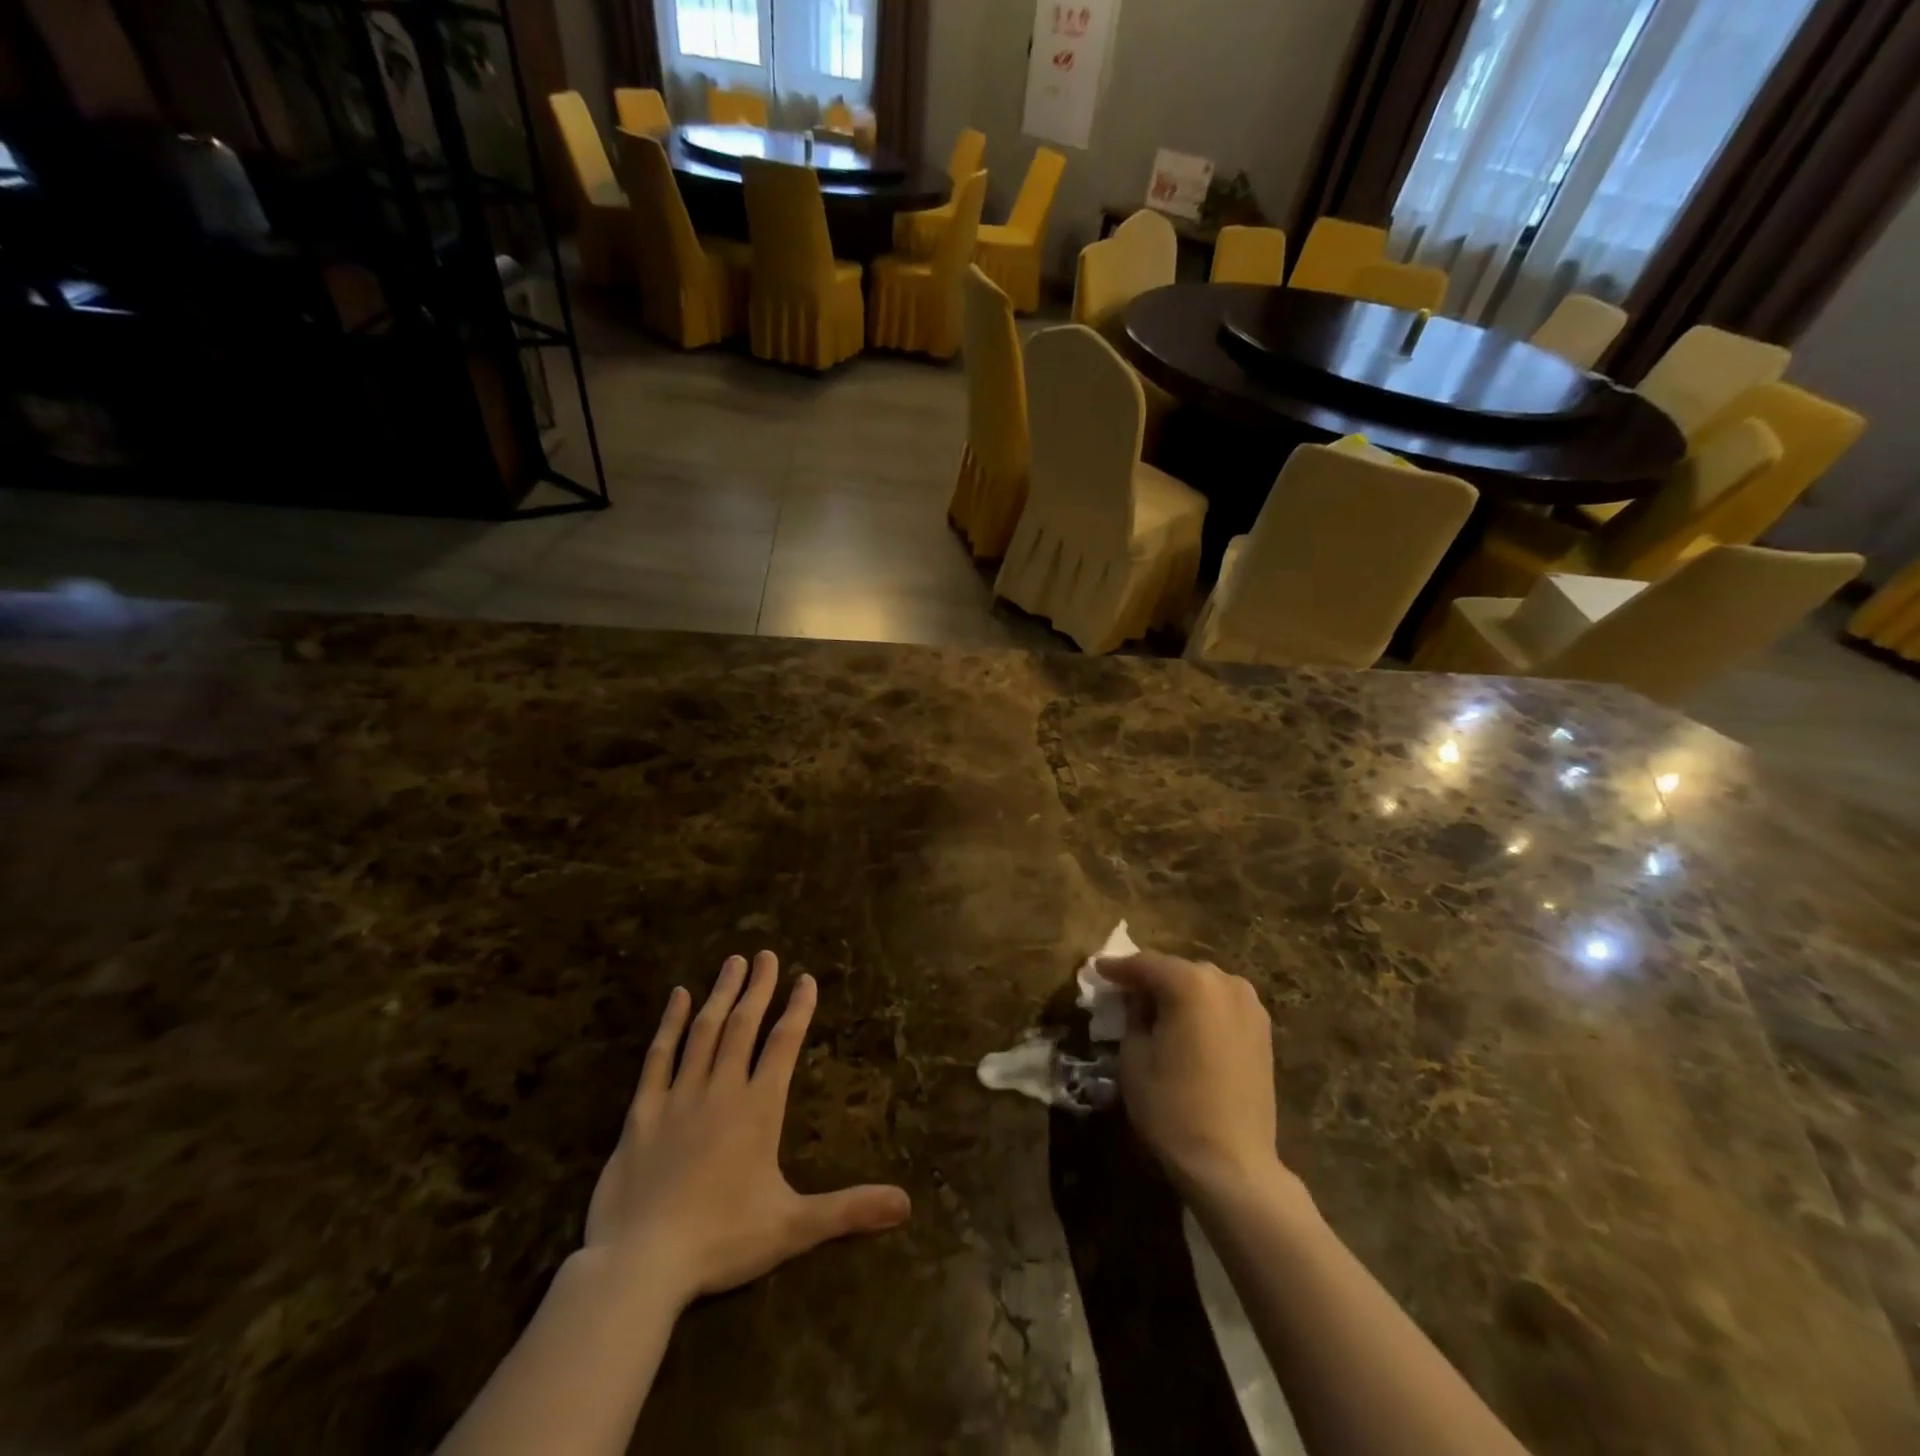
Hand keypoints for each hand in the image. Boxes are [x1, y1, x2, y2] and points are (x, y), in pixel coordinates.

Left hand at [584, 952, 910, 1308]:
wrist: (640, 1264)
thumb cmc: (721, 1241)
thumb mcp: (793, 1228)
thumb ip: (849, 1210)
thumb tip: (906, 1205)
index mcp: (758, 1109)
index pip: (784, 1044)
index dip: (797, 1009)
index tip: (806, 978)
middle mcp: (721, 1091)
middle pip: (743, 1026)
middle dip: (758, 988)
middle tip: (766, 954)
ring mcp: (678, 1097)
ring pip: (703, 1032)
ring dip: (721, 995)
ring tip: (733, 963)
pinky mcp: (642, 1113)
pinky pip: (658, 1058)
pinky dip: (670, 1024)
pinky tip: (677, 997)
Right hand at [1096, 951, 1281, 1200]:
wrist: (1231, 1163)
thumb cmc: (1172, 1107)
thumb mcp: (1134, 1056)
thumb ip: (1132, 1015)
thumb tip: (1135, 998)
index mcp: (1190, 984)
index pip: (1145, 964)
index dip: (1117, 968)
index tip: (1098, 970)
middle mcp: (1225, 983)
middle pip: (1177, 970)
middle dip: (1149, 978)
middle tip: (1124, 992)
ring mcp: (1250, 1006)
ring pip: (1203, 985)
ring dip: (1178, 991)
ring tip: (1155, 1009)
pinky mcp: (1263, 1031)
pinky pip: (1222, 1004)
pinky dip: (1201, 1007)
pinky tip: (1186, 1025)